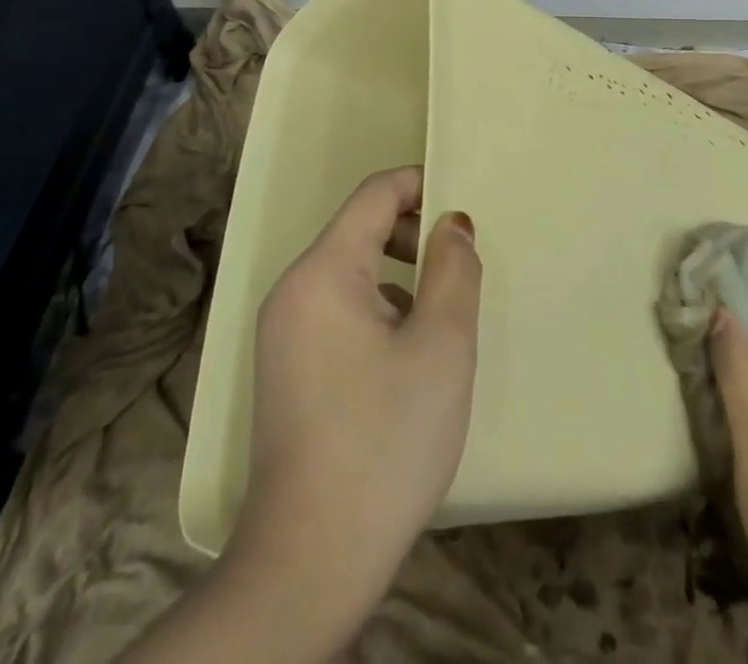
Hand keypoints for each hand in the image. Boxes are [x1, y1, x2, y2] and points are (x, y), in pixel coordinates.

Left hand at [232, 166, 481, 633]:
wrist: (312, 562)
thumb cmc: (386, 440)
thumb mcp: (441, 345)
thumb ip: (454, 268)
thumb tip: (452, 223)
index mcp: (323, 273)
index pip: (374, 195)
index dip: (421, 184)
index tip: (464, 204)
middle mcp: (293, 290)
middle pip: (360, 230)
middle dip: (414, 235)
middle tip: (461, 268)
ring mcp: (283, 332)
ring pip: (352, 272)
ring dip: (401, 276)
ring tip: (441, 317)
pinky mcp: (286, 367)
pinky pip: (338, 309)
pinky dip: (378, 310)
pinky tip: (407, 358)